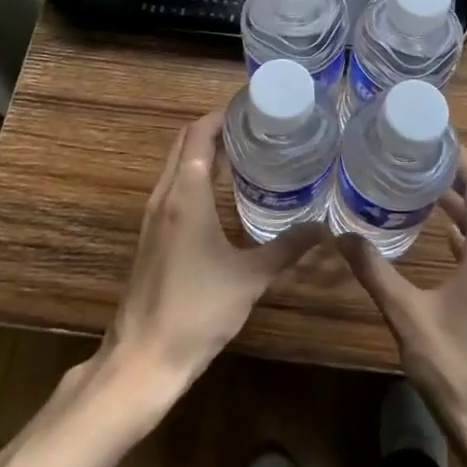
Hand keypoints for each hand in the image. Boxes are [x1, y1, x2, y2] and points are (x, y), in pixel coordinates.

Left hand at [104, 110, 320, 395]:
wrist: (142, 360)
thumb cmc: (197, 311)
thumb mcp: (250, 278)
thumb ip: (286, 249)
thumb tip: (324, 229)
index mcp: (185, 195)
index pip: (198, 134)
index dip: (222, 114)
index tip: (253, 106)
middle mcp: (165, 196)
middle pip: (184, 143)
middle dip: (215, 127)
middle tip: (256, 125)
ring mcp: (153, 217)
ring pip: (176, 165)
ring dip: (204, 150)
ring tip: (245, 150)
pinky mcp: (152, 236)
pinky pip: (174, 187)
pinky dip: (195, 174)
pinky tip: (223, 192)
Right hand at [338, 148, 466, 466]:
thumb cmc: (456, 370)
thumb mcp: (408, 317)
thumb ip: (375, 272)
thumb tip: (340, 235)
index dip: (462, 159)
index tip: (433, 137)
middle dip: (460, 175)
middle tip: (420, 156)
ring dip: (465, 203)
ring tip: (425, 186)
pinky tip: (444, 234)